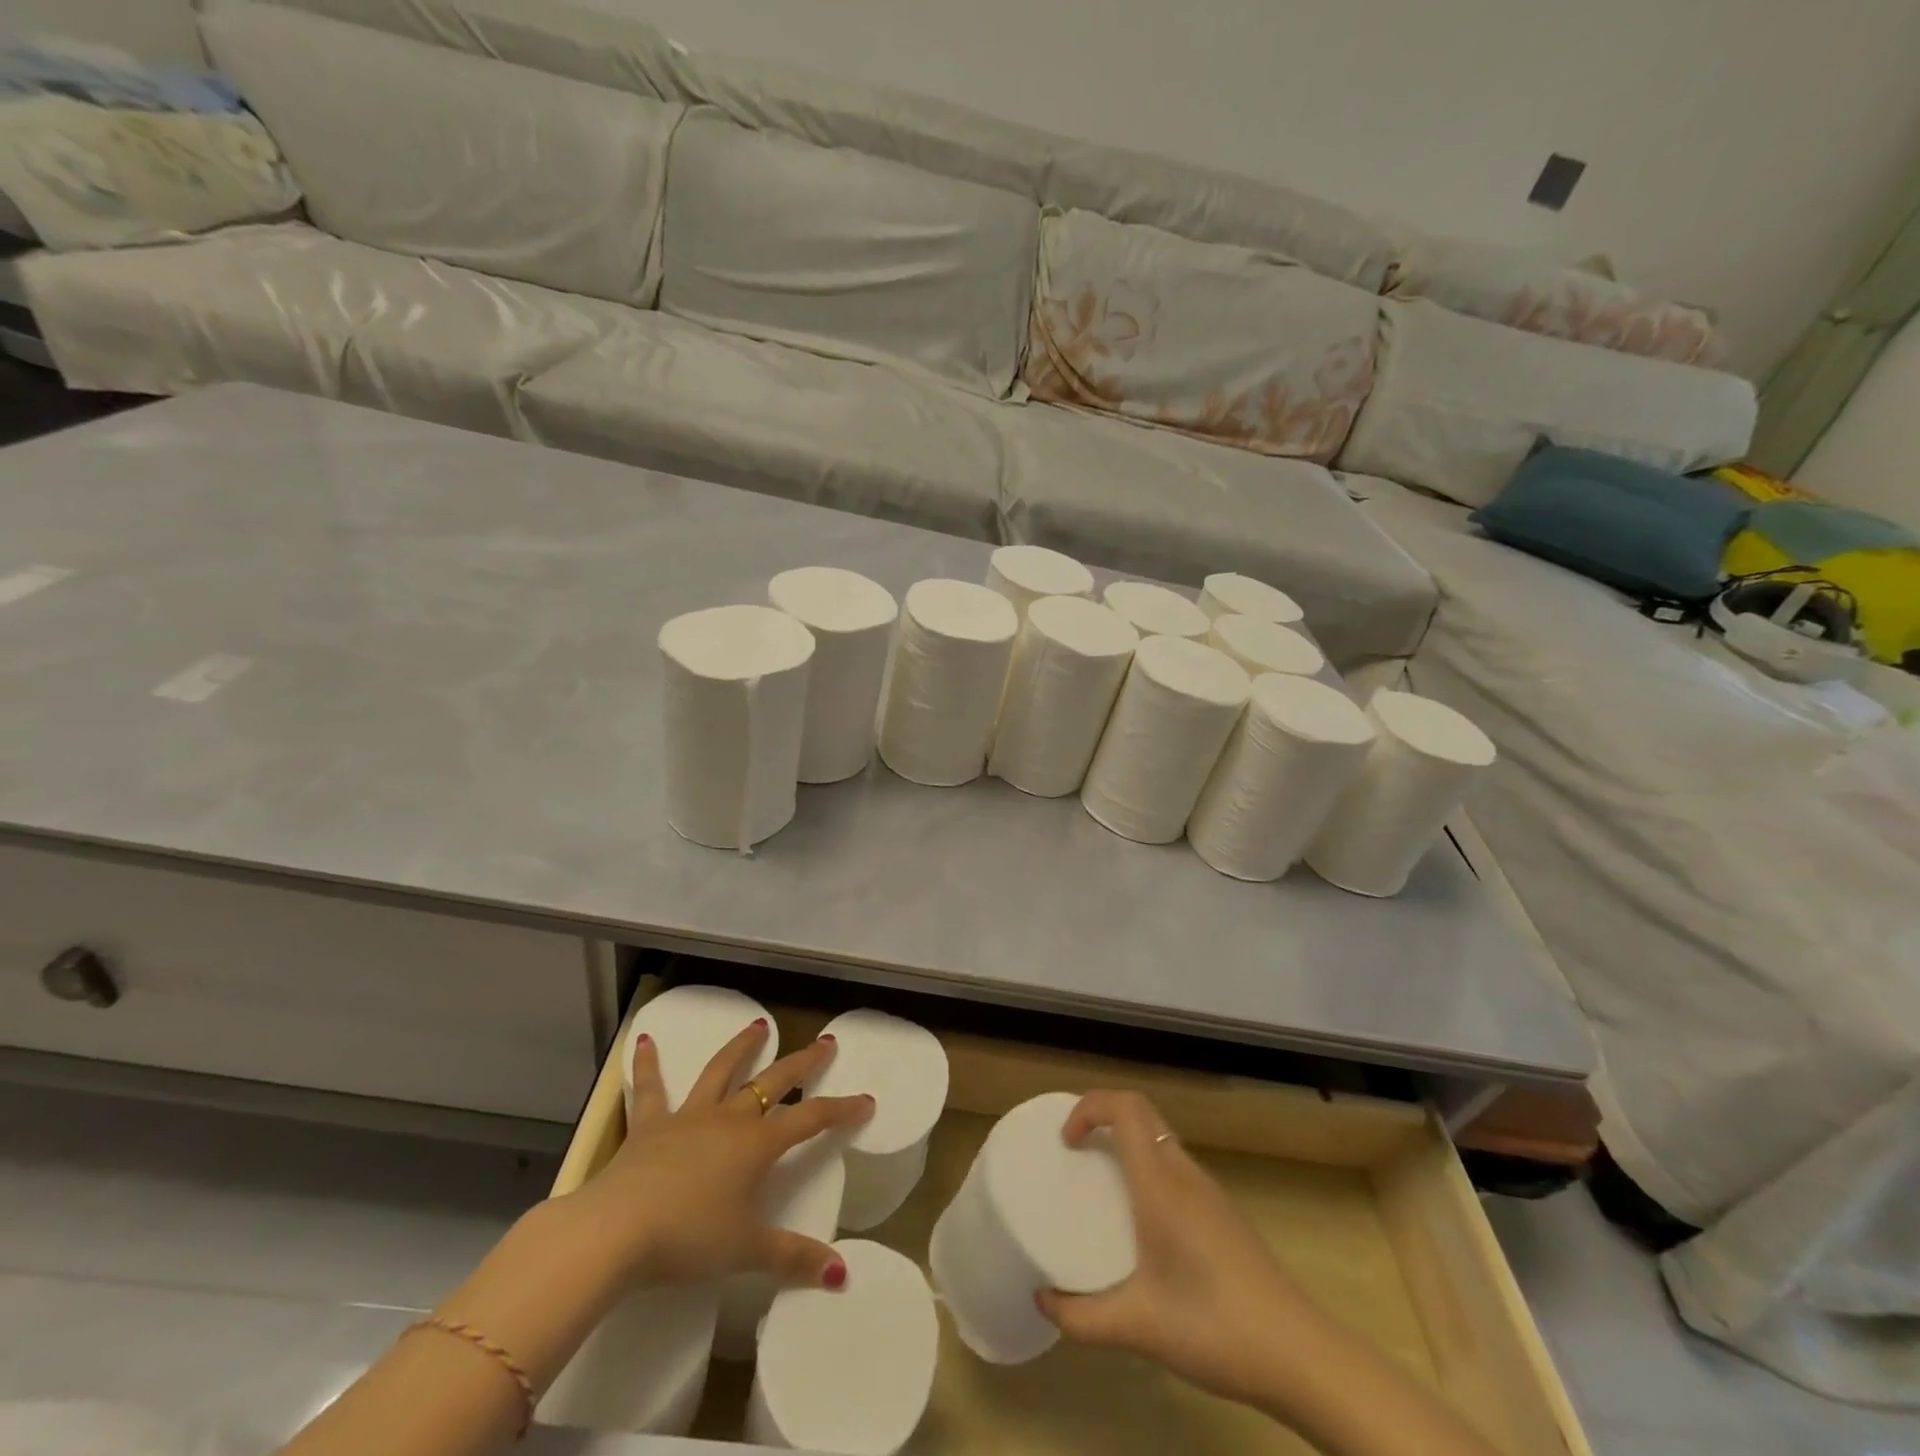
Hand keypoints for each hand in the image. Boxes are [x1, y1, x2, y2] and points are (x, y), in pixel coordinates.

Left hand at [562, 1019, 873, 1292]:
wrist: (616, 1231)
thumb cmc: (687, 1239)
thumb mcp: (745, 1252)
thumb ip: (793, 1257)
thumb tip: (841, 1274)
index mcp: (757, 1145)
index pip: (810, 1120)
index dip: (841, 1110)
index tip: (865, 1100)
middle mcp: (728, 1119)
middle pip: (773, 1082)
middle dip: (802, 1062)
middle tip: (824, 1042)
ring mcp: (688, 1117)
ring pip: (721, 1071)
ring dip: (742, 1047)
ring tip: (759, 1024)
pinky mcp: (648, 1126)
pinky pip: (649, 1089)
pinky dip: (648, 1064)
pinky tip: (644, 1040)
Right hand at [1036, 1090, 1322, 1408]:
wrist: (1299, 1354)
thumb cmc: (1214, 1327)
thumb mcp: (1138, 1328)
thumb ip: (1082, 1318)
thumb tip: (1042, 1301)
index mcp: (1161, 1184)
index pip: (1126, 1107)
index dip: (1090, 1107)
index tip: (1067, 1142)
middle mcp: (1184, 1173)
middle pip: (1141, 1113)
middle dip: (1102, 1118)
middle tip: (1076, 1155)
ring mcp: (1208, 1190)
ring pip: (1160, 1139)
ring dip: (1126, 1143)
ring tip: (1101, 1186)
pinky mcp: (1222, 1212)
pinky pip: (1174, 1166)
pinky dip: (1147, 1169)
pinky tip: (1142, 1223)